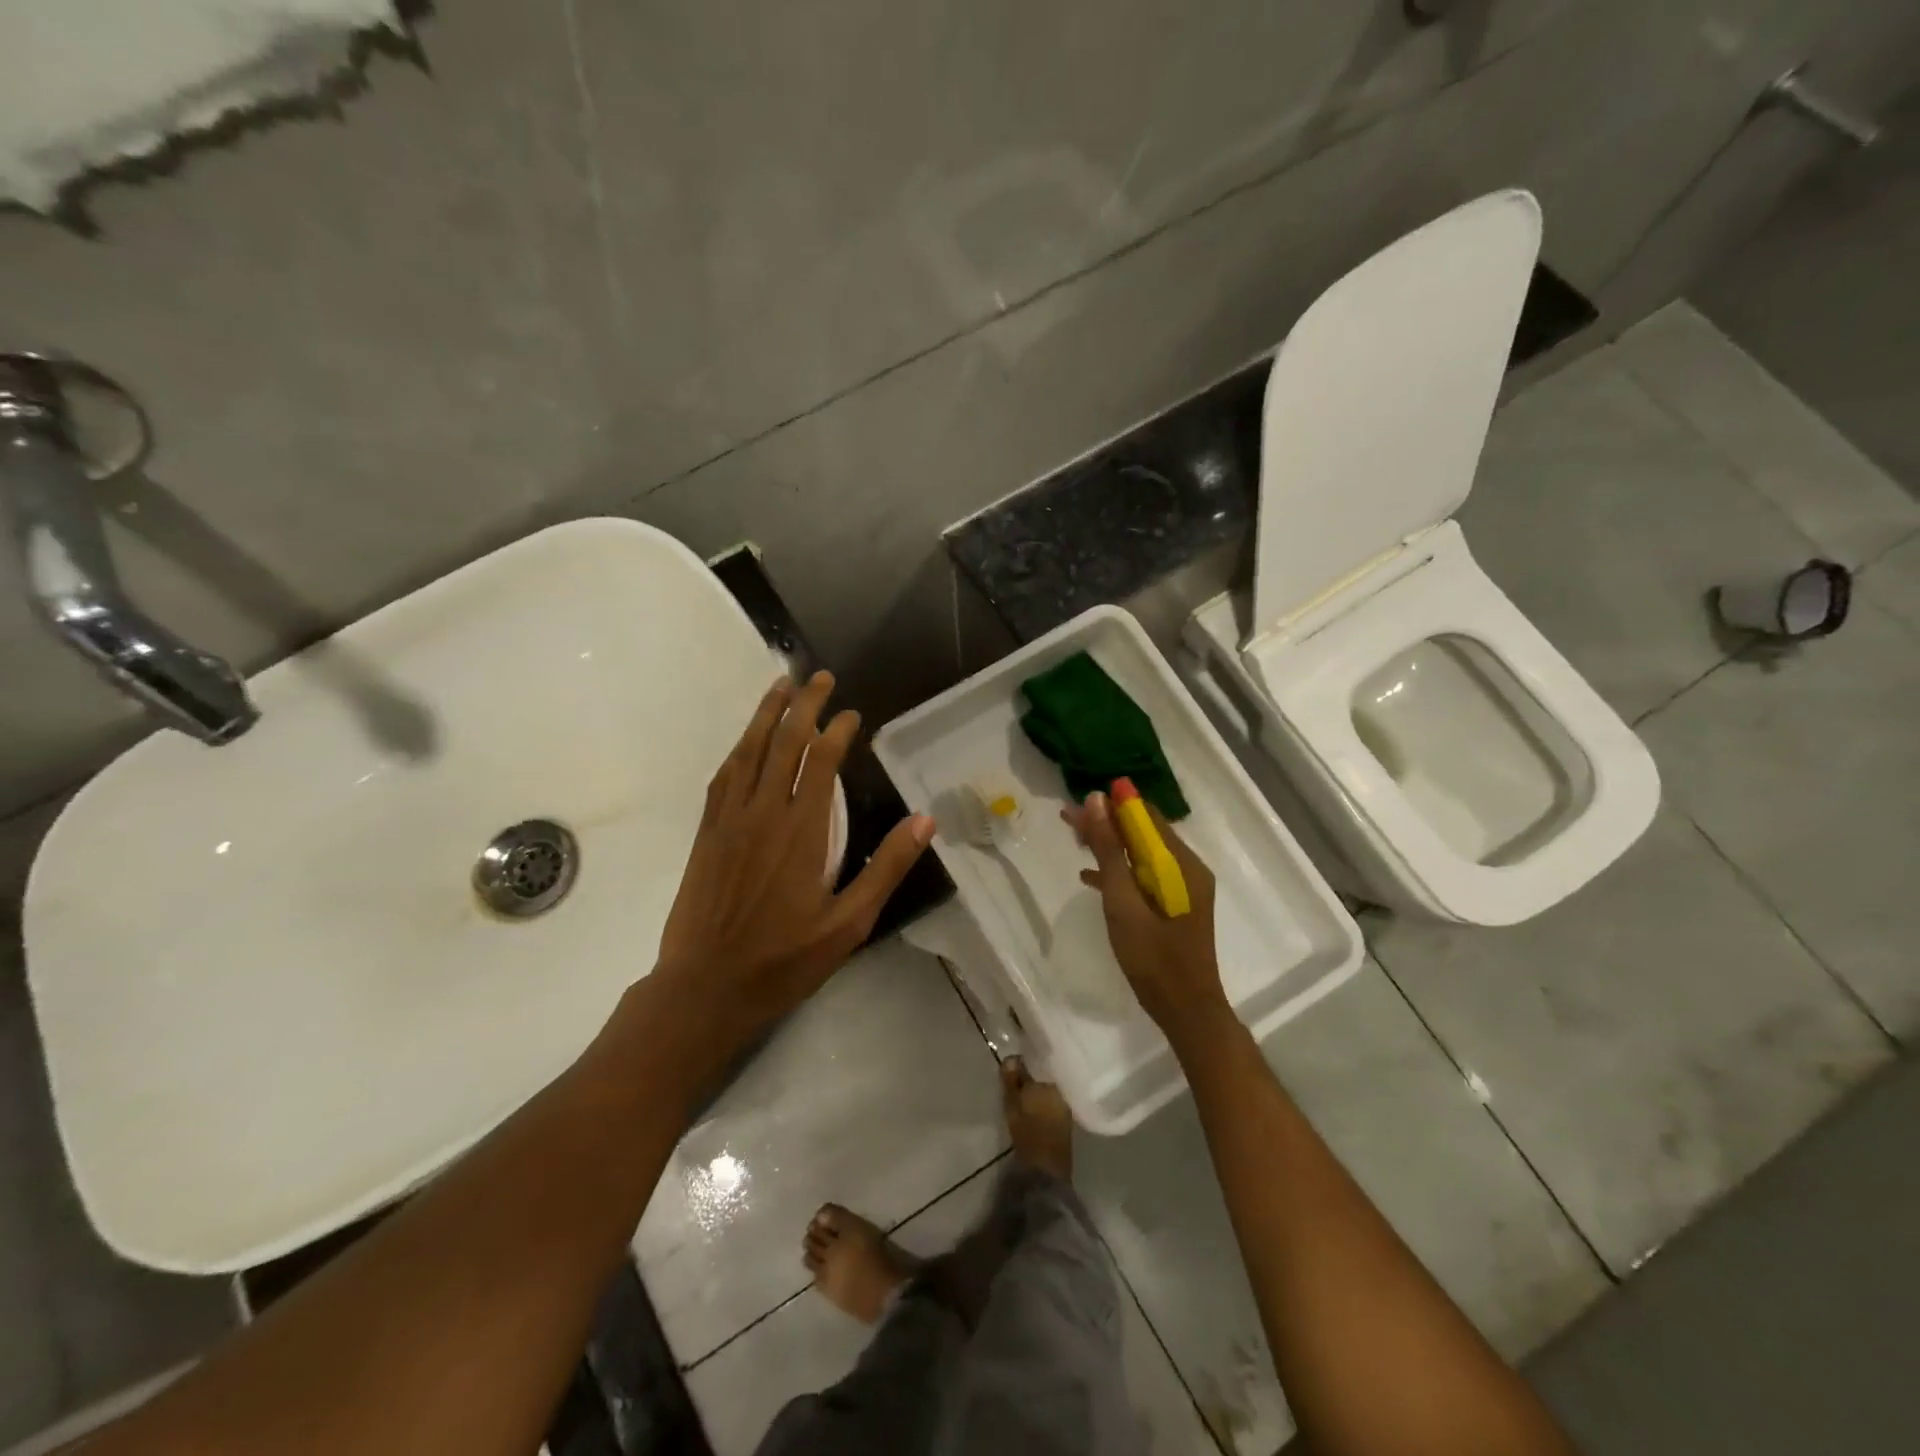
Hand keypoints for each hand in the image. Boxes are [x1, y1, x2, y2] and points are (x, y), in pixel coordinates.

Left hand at [656, 671, 933, 1039]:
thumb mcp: (849, 924)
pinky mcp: (707, 834)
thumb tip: (925, 822)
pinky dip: (739, 749)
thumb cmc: (783, 960)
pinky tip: (746, 741)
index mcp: (802, 831)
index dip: (837, 730)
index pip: (821, 760)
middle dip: (803, 704)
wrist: (705, 988)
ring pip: (749, 751)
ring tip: (781, 685)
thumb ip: (886, 869)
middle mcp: (764, 813)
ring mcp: (729, 820)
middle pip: (784, 742)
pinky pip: (723, 777)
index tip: (853, 714)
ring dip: (766, 714)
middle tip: (818, 676)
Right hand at [1065, 792, 1229, 1039]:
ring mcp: (1181, 888)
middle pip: (1142, 833)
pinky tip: (1089, 874)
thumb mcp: (1123, 902)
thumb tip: (1096, 800)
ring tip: (1073, 837)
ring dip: (1108, 845)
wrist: (1185, 1011)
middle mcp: (1186, 868)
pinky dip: (1117, 871)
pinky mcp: (1172, 905)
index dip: (1114, 803)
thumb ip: (1109, 851)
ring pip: (1140, 853)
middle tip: (1068, 818)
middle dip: (1107, 822)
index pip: (1145, 817)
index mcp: (1181, 864)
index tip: (1080, 799)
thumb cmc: (1154, 958)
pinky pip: (1142, 875)